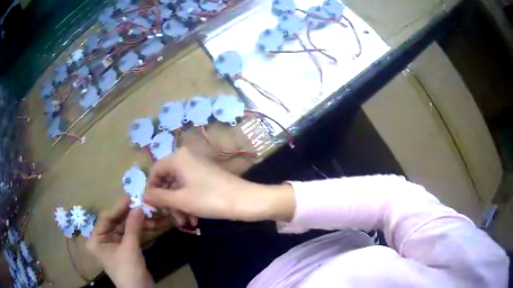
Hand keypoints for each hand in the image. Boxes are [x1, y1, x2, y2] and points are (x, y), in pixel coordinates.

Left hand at [87, 197, 152, 287]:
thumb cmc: (128, 270)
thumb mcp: (130, 248)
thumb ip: (133, 226)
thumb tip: (138, 205)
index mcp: (97, 240)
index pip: (106, 218)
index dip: (118, 207)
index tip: (130, 196)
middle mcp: (103, 240)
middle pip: (116, 222)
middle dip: (129, 214)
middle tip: (140, 202)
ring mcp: (114, 244)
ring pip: (124, 228)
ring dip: (137, 222)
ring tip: (149, 214)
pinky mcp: (125, 249)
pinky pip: (130, 235)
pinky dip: (139, 230)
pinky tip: (149, 224)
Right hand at [144, 148, 295, 222]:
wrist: (245, 201)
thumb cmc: (210, 199)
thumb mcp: (181, 200)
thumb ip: (159, 197)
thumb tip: (143, 196)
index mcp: (178, 158)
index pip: (155, 171)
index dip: (151, 190)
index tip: (153, 207)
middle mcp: (186, 158)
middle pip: (167, 181)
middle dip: (169, 203)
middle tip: (174, 219)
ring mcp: (197, 168)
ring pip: (178, 188)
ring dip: (179, 206)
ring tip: (186, 223)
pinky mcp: (205, 177)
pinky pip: (190, 189)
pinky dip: (189, 204)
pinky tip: (194, 220)